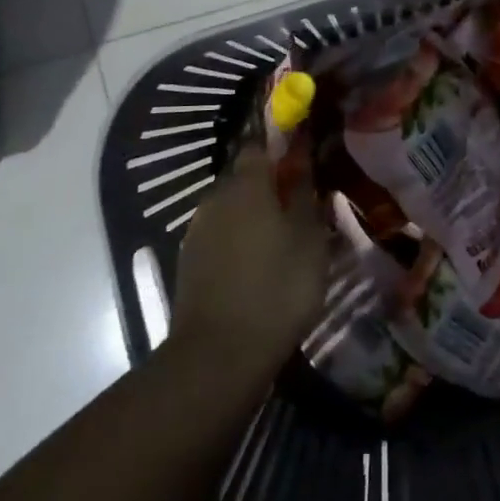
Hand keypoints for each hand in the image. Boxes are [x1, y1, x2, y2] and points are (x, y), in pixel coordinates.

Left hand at [172, 142, 330, 380]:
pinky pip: (220, 236)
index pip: (260, 146)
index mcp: (246, 186)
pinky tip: (258, 264)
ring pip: (231, 209)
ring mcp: (197, 231)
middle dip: (269, 186)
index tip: (304, 161)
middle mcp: (215, 199)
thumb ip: (306, 196)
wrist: (219, 354)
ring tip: (282, 239)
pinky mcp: (189, 262)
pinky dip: (239, 241)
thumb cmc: (278, 288)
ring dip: (254, 216)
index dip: (282, 149)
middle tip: (300, 206)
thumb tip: (303, 165)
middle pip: (244, 178)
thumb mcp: (310, 240)